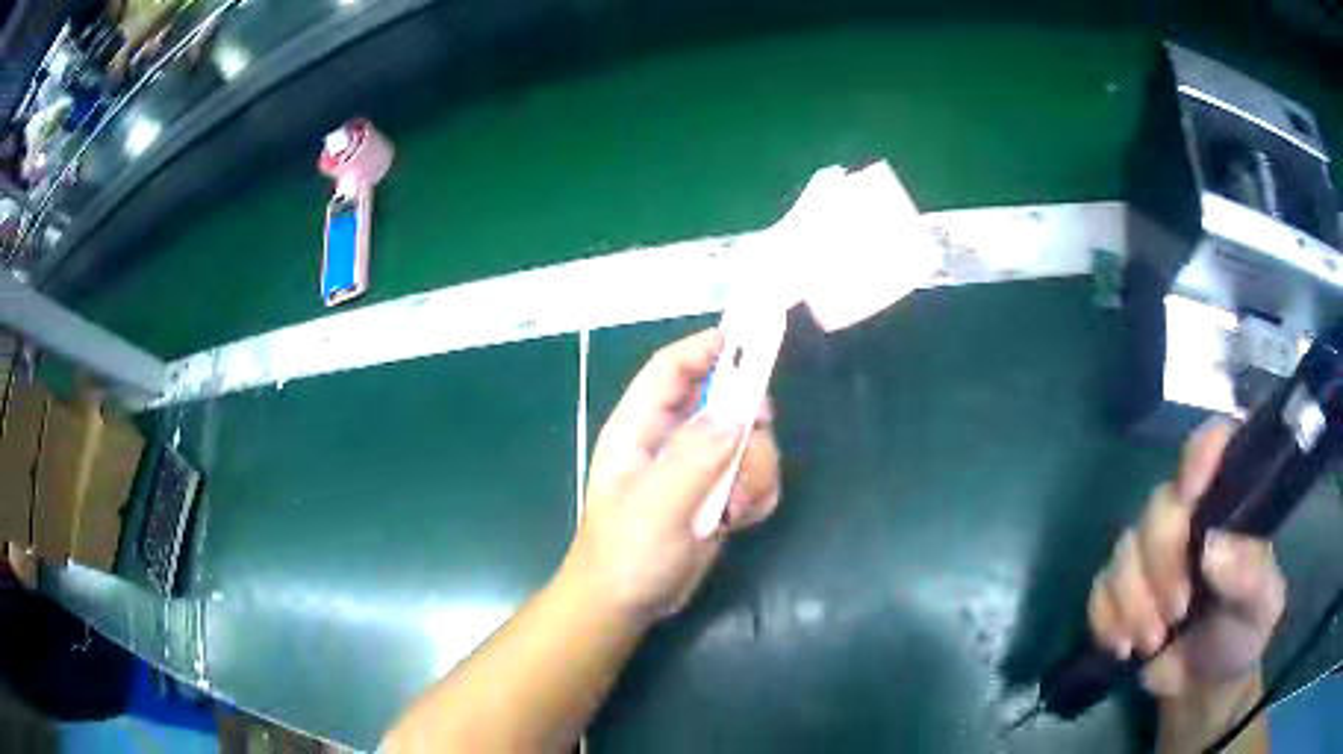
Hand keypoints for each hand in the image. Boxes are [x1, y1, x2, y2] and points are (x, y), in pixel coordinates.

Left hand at [569, 330, 781, 622]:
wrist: (628, 605)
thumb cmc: (627, 553)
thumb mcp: (657, 505)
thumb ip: (695, 458)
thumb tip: (736, 414)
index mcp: (640, 429)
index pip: (671, 369)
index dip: (706, 347)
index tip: (749, 338)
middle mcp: (670, 440)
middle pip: (721, 400)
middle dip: (746, 418)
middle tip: (758, 434)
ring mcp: (696, 468)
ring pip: (747, 440)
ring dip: (755, 470)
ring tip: (736, 507)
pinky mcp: (717, 494)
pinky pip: (754, 475)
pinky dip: (758, 494)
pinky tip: (741, 520)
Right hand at [1088, 420, 1285, 696]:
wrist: (1204, 686)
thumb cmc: (1244, 635)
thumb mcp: (1263, 607)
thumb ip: (1251, 575)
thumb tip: (1212, 549)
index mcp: (1229, 504)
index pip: (1215, 444)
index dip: (1201, 453)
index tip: (1190, 494)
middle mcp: (1188, 518)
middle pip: (1159, 506)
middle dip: (1162, 563)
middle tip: (1177, 611)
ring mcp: (1151, 555)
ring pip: (1124, 550)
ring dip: (1134, 601)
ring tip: (1153, 641)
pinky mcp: (1122, 591)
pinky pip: (1099, 589)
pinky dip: (1107, 618)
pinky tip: (1123, 646)